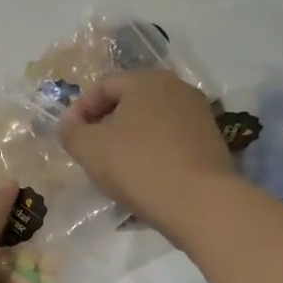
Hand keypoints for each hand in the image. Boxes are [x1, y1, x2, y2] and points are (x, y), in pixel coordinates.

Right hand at [57, 69, 239, 236]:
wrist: (200, 202)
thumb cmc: (138, 166)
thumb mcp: (89, 148)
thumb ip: (71, 132)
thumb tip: (69, 125)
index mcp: (147, 80)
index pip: (104, 86)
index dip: (80, 110)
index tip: (69, 137)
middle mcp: (177, 88)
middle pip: (131, 101)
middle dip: (106, 124)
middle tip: (90, 151)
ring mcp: (199, 115)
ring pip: (152, 123)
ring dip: (130, 141)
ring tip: (116, 168)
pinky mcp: (212, 142)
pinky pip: (171, 142)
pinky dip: (153, 154)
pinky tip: (144, 178)